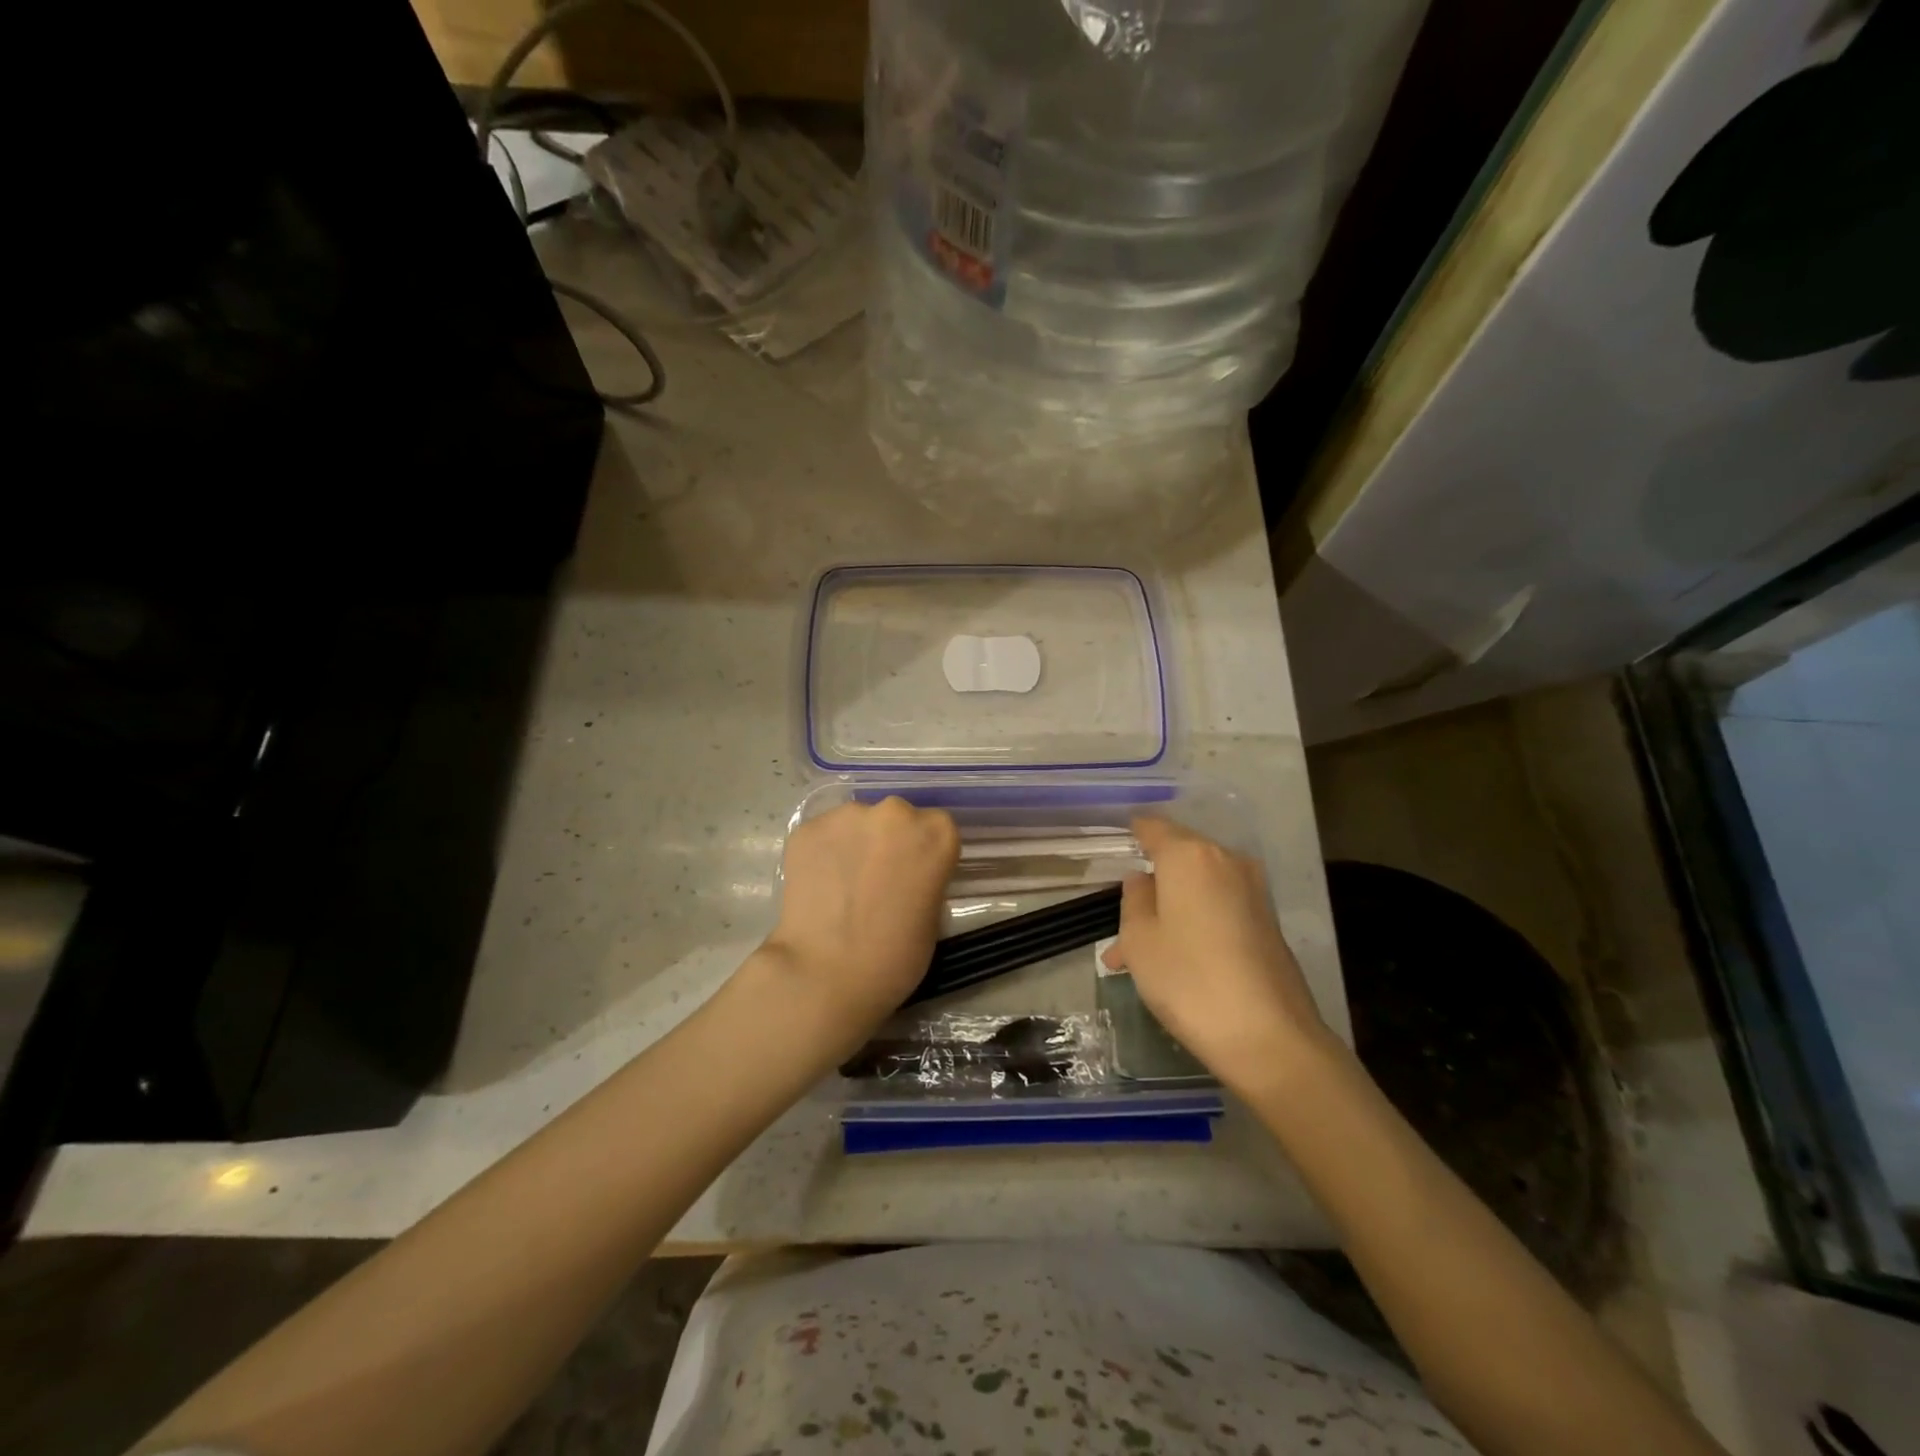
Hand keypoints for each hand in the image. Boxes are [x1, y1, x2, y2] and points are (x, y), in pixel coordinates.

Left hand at [761, 797, 959, 1041]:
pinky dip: (823, 854)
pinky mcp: (807, 828)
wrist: (826, 974)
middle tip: (877, 880)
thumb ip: (926, 879)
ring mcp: (847, 816)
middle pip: (896, 818)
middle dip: (889, 842)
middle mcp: (894, 812)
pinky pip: (823, 836)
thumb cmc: (894, 958)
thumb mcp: (933, 917)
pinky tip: (818, 886)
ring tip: (843, 885)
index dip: (924, 853)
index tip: (914, 877)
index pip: (937, 829)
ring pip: (857, 823)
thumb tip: (908, 874)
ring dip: (855, 844)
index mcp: (936, 833)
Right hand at [1103, 816, 1328, 1084]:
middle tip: (1121, 925)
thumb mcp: (1139, 940)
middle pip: (1179, 859)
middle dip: (1150, 886)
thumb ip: (1134, 900)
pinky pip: (1219, 909)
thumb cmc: (1189, 980)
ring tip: (1139, 958)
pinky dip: (1194, 924)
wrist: (1269, 1037)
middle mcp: (1226, 861)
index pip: (1154, 827)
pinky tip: (1175, 963)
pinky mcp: (1268, 922)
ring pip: (1197, 889)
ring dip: (1169, 912)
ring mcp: (1253, 891)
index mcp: (1189, 855)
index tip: (1117, 844)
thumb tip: (1144, 880)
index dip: (1133, 833)